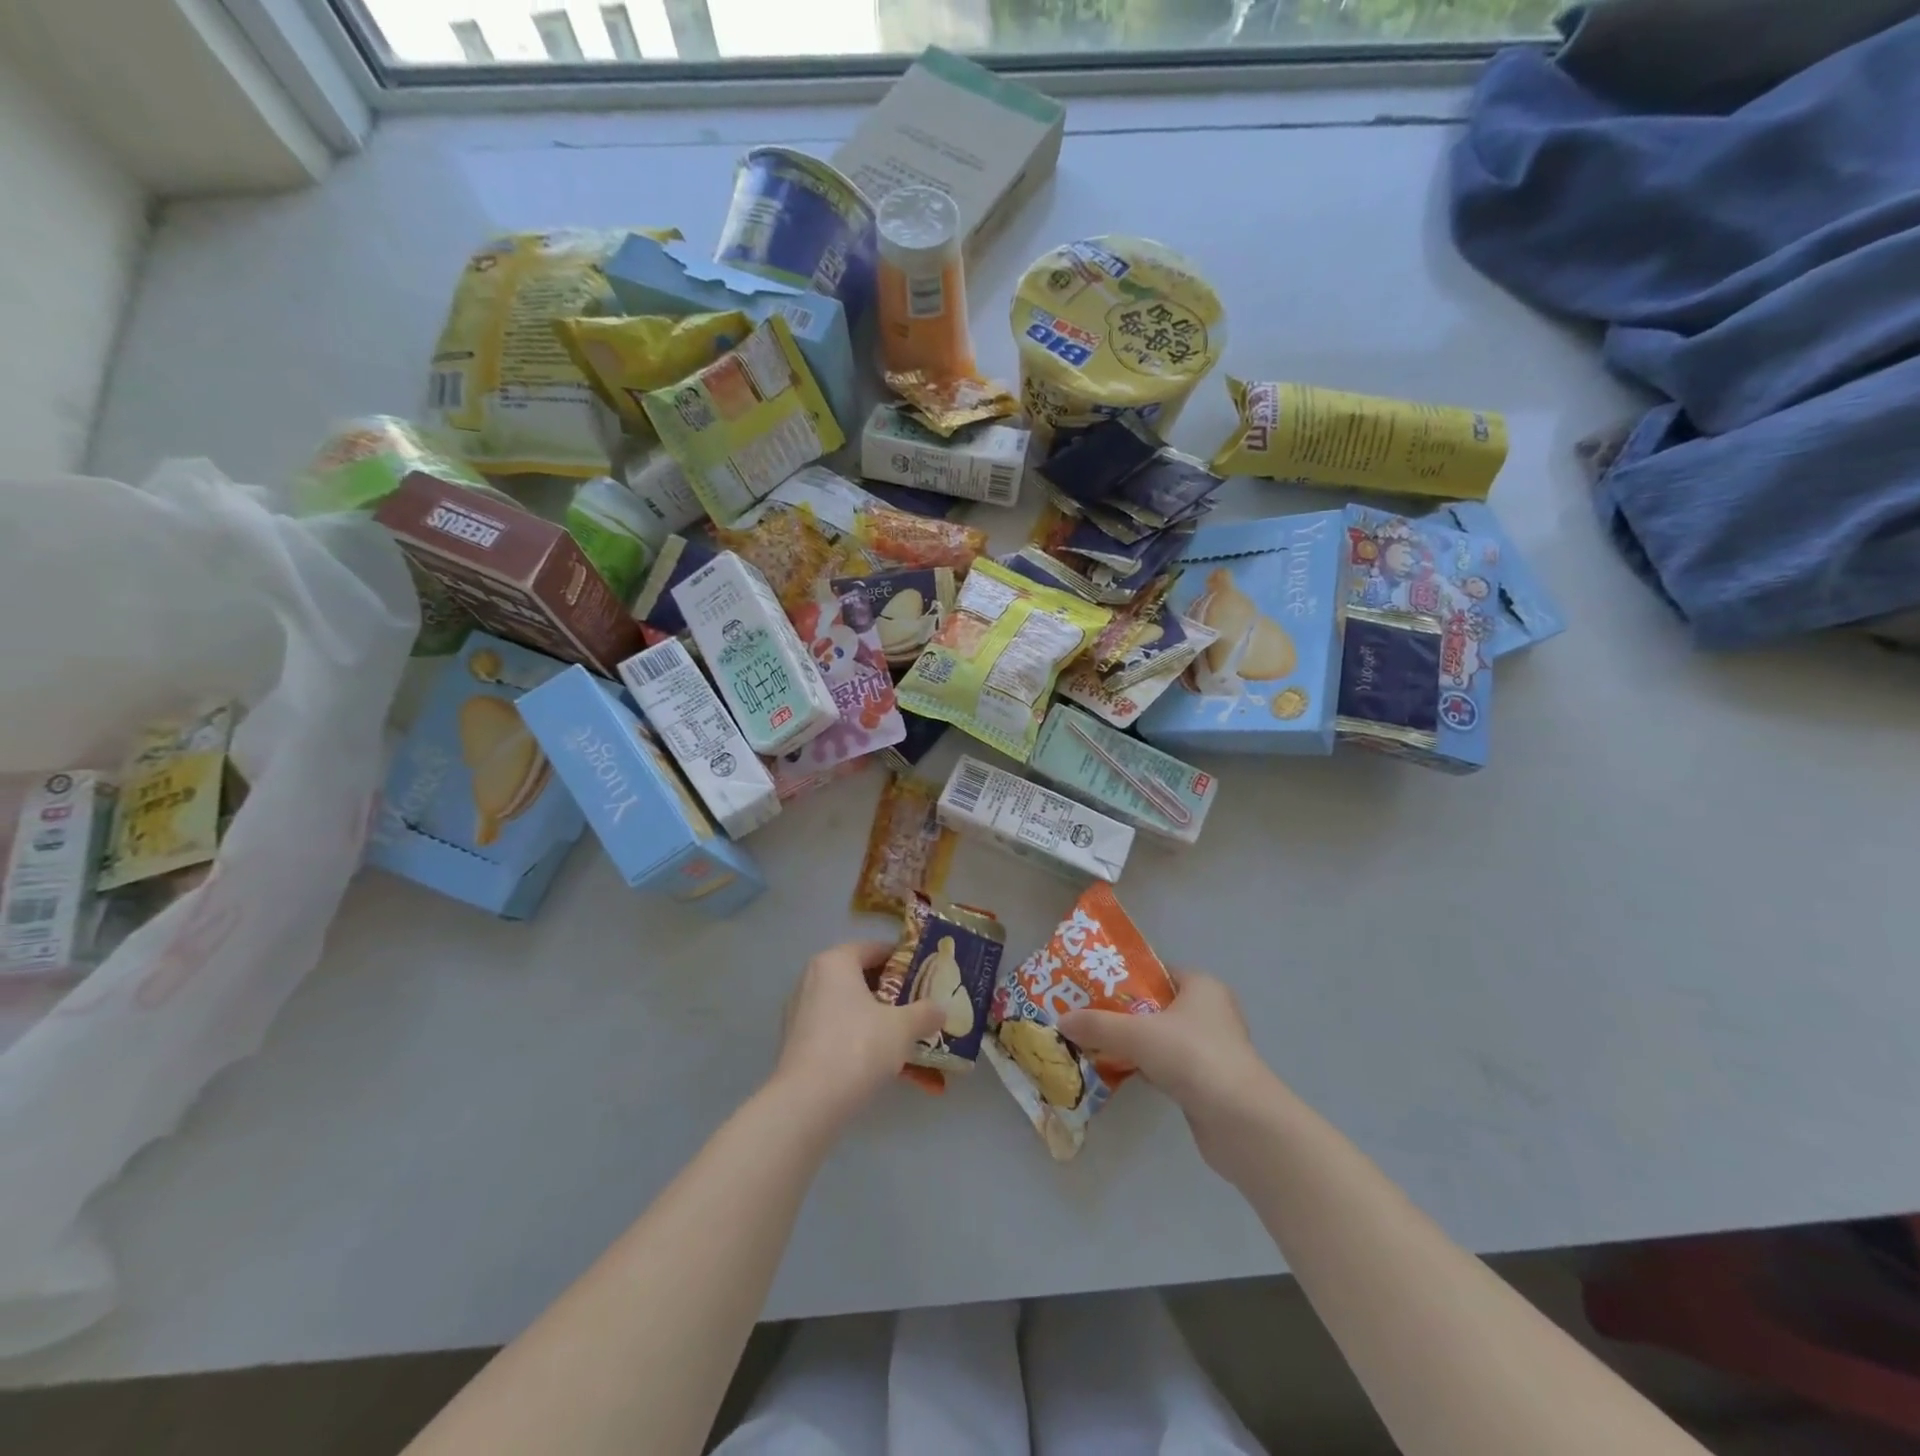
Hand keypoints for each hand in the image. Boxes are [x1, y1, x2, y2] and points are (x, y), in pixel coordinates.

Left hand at [770, 940, 945, 1123]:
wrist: (808, 1103)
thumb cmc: (858, 1047)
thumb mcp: (903, 1027)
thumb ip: (925, 1013)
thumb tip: (940, 1009)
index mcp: (835, 962)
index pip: (875, 949)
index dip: (903, 961)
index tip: (926, 977)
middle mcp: (812, 979)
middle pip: (859, 977)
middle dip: (890, 992)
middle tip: (917, 1006)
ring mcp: (799, 1012)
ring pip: (846, 1006)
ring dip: (873, 1017)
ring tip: (901, 1035)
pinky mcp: (795, 1043)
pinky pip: (833, 1030)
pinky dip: (855, 1037)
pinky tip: (876, 1059)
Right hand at [1059, 971, 1282, 1169]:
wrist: (1241, 1122)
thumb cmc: (1193, 1057)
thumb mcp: (1137, 1034)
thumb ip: (1097, 1025)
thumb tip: (1061, 1021)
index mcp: (1202, 987)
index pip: (1156, 972)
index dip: (1124, 978)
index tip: (1091, 987)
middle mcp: (1211, 1012)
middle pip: (1156, 1006)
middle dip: (1122, 1013)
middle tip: (1086, 1016)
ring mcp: (1212, 1049)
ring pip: (1161, 1038)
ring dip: (1133, 1043)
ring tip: (1094, 1043)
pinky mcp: (1209, 1082)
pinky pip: (1168, 1066)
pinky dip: (1146, 1068)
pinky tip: (1119, 1072)